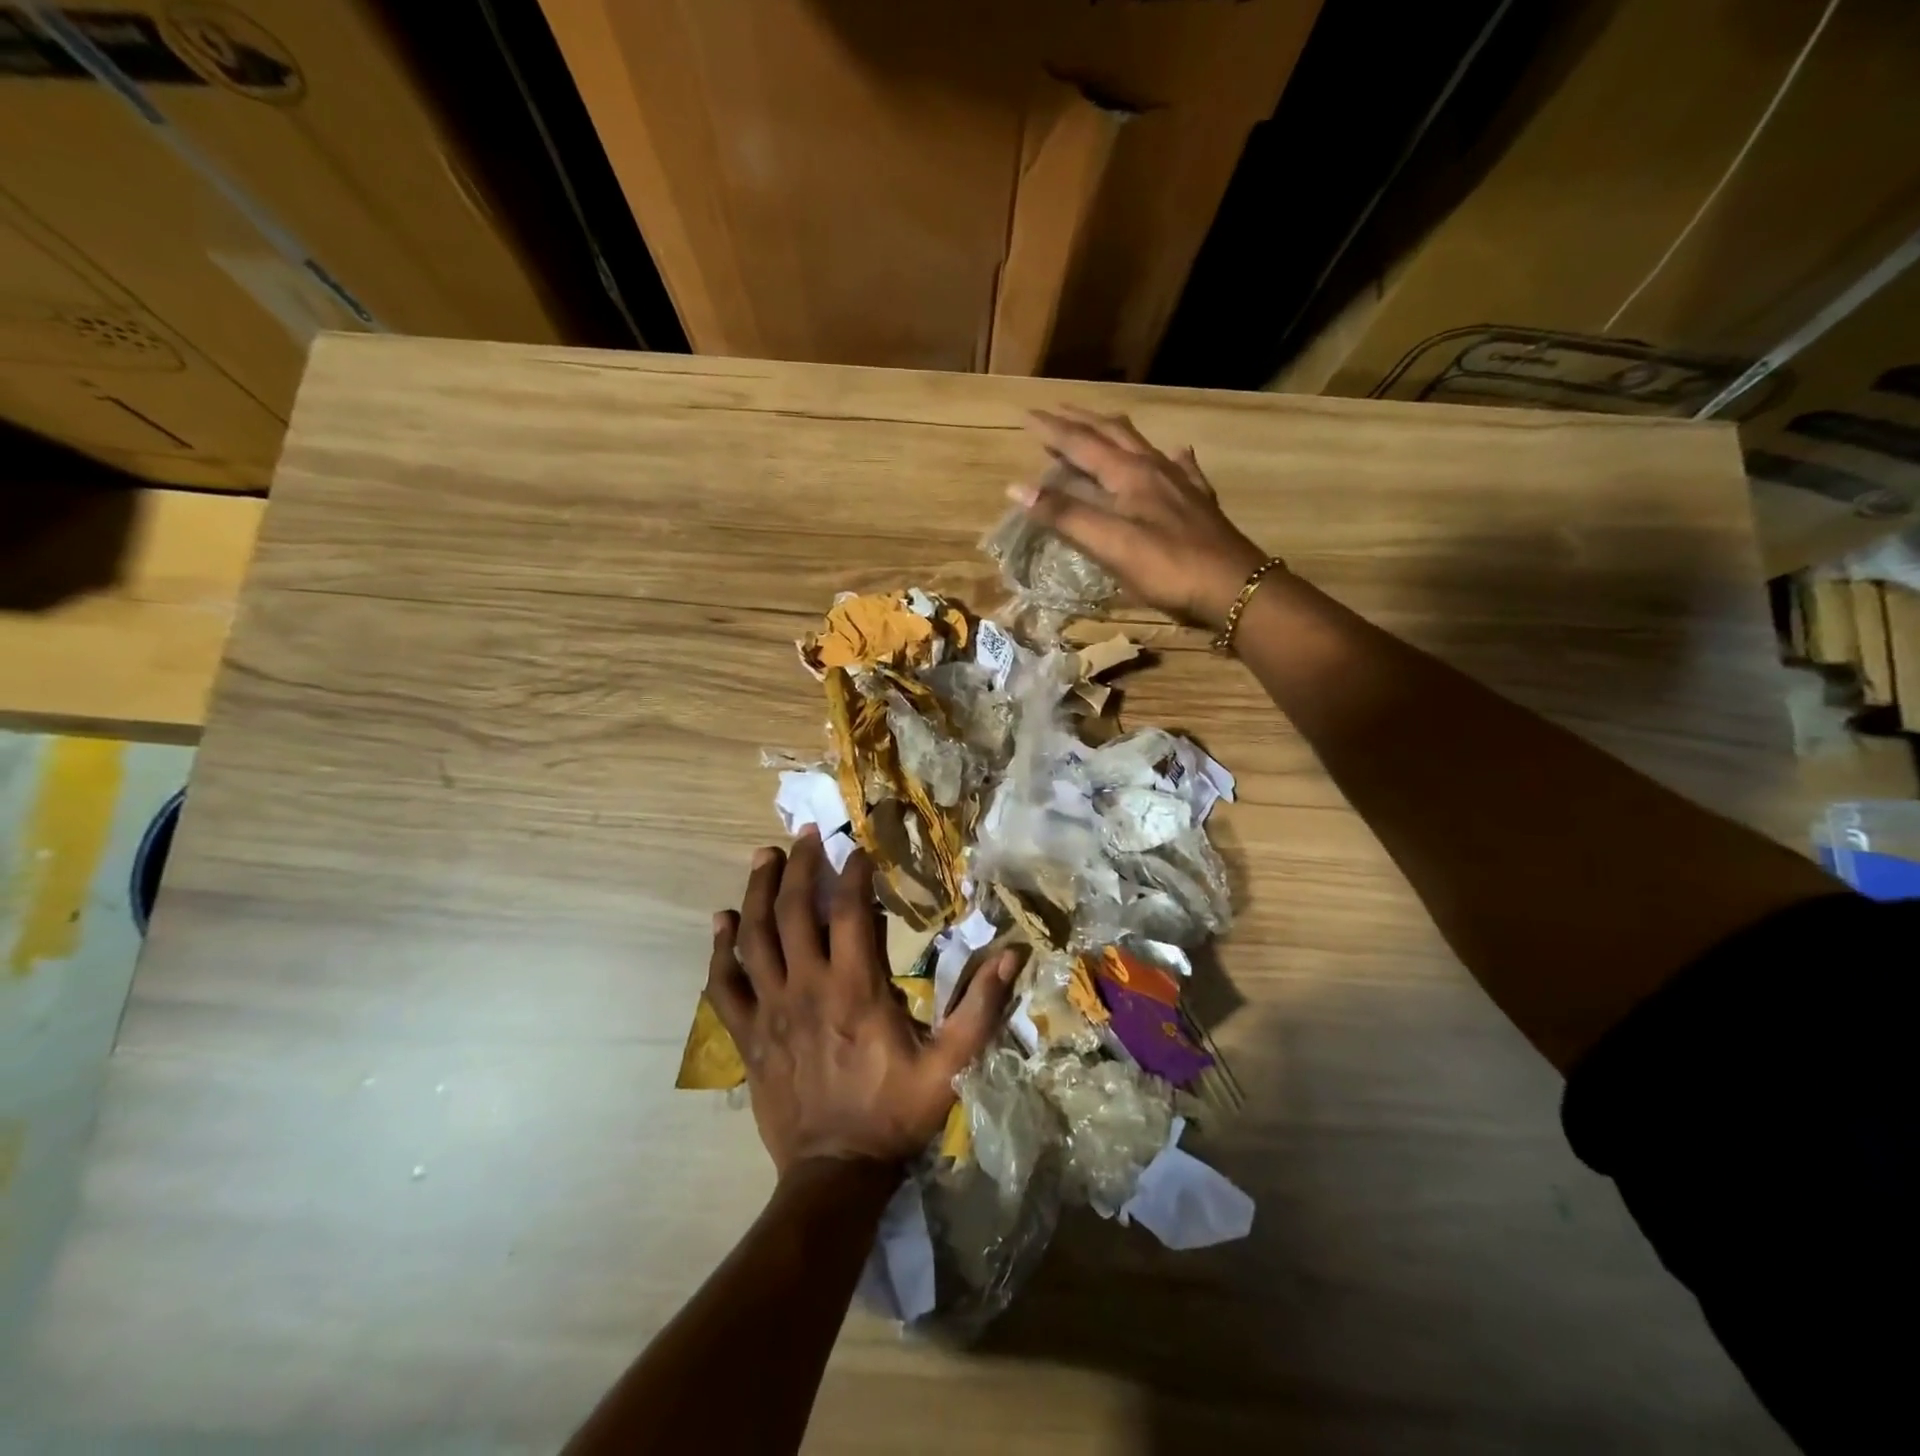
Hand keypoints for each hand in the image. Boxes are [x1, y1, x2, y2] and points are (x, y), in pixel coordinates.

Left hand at [705, 830, 1020, 1175]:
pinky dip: (720, 951)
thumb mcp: (951, 1065)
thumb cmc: (895, 1113)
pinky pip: (724, 985)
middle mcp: (807, 987)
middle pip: (794, 911)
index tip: (858, 848)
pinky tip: (721, 922)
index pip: (850, 912)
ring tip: (764, 856)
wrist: (835, 1174)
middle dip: (799, 866)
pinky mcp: (748, 1035)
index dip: (853, 873)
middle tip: (804, 833)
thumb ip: (981, 1007)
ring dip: (757, 892)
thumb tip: (1013, 953)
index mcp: (855, 988)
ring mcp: (771, 1010)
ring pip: (754, 938)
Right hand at [1011, 405, 1274, 628]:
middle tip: (1057, 413)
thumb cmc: (1167, 567)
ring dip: (1116, 433)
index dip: (1053, 431)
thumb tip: (1019, 488)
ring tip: (1102, 426)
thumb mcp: (1110, 544)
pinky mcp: (1200, 503)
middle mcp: (1155, 469)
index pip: (1082, 444)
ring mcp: (1181, 484)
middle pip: (1113, 434)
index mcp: (1129, 475)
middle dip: (1082, 422)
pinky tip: (1175, 454)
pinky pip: (1182, 468)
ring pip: (1144, 445)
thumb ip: (1066, 516)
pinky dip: (1169, 457)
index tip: (1027, 416)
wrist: (1233, 586)